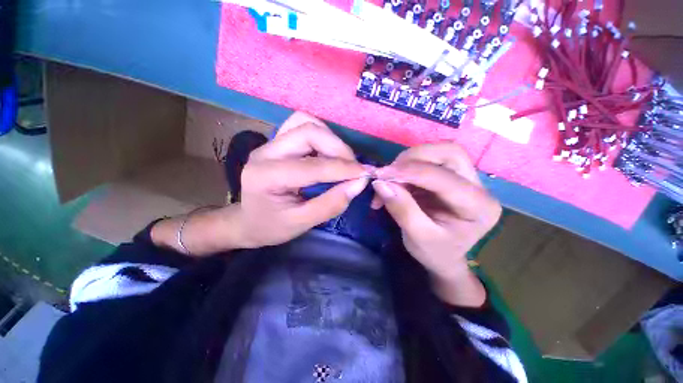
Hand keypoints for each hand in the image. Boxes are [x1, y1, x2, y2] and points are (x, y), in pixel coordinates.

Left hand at [234, 112, 369, 247]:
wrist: (247, 221)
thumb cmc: (271, 227)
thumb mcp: (302, 223)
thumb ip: (331, 204)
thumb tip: (359, 183)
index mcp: (266, 176)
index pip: (312, 166)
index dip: (343, 169)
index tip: (365, 174)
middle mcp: (265, 152)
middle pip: (308, 132)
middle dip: (338, 148)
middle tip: (353, 168)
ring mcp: (270, 143)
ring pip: (305, 123)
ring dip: (331, 139)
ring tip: (342, 160)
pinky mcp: (277, 142)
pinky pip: (302, 125)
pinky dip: (322, 135)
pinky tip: (328, 153)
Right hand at [372, 142, 500, 306]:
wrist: (444, 257)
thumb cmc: (435, 252)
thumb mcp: (417, 237)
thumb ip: (401, 209)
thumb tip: (381, 183)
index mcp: (479, 207)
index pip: (444, 178)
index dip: (410, 172)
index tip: (381, 175)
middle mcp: (479, 186)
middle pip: (448, 153)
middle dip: (413, 158)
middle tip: (388, 173)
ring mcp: (467, 178)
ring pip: (439, 152)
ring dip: (409, 161)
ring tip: (390, 179)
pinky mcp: (451, 175)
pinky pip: (429, 160)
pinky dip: (407, 167)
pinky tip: (395, 181)